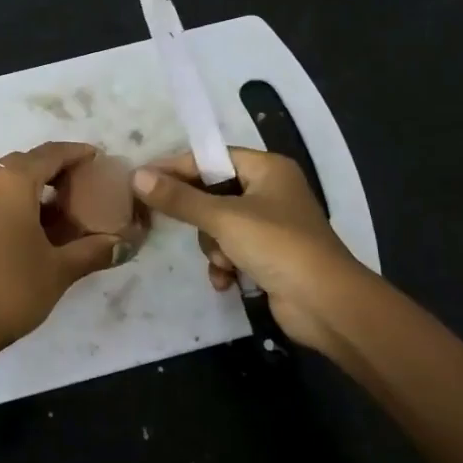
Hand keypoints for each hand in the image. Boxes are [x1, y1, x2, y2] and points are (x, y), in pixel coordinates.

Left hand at [0, 142, 122, 360]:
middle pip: (21, 164)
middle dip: (49, 171)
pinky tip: (14, 234)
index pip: (50, 154)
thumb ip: (93, 252)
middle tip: (74, 188)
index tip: (95, 157)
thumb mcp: (58, 271)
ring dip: (23, 190)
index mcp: (12, 182)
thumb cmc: (8, 290)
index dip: (75, 153)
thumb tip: (123, 245)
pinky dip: (2, 207)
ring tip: (47, 213)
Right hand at [133, 148, 370, 354]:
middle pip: (213, 193)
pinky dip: (226, 265)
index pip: (212, 158)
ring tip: (222, 262)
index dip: (177, 168)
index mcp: (267, 169)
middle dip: (201, 219)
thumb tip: (137, 177)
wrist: (325, 304)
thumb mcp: (223, 218)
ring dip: (214, 247)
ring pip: (219, 226)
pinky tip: (227, 280)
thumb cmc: (277, 246)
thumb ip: (180, 198)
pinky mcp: (269, 256)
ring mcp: (271, 226)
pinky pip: (232, 251)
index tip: (143, 180)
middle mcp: (270, 191)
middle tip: (177, 225)